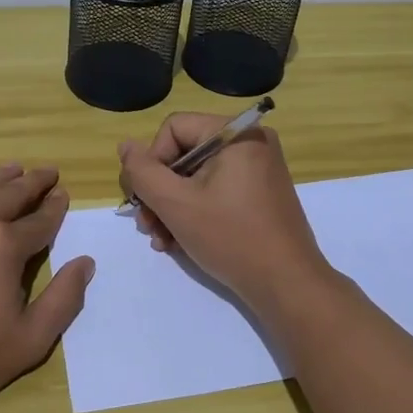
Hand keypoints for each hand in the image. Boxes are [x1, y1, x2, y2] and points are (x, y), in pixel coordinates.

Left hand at [0, 165, 94, 412]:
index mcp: (3, 247)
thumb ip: (63, 300)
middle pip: (8, 195)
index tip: (63, 194)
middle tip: (47, 172)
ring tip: (12, 168)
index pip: (39, 221)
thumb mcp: (29, 342)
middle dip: (32, 183)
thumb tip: (85, 262)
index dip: (55, 208)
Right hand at [118, 115, 332, 309]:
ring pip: (196, 176)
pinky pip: (216, 190)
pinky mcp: (259, 193)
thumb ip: (143, 172)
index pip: (174, 128)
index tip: (147, 199)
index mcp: (236, 133)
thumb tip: (125, 145)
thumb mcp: (177, 204)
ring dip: (171, 207)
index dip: (153, 162)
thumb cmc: (231, 238)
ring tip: (160, 240)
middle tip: (147, 226)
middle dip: (159, 192)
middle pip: (184, 153)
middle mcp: (250, 142)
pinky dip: (194, 212)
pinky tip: (178, 242)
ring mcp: (258, 169)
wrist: (287, 285)